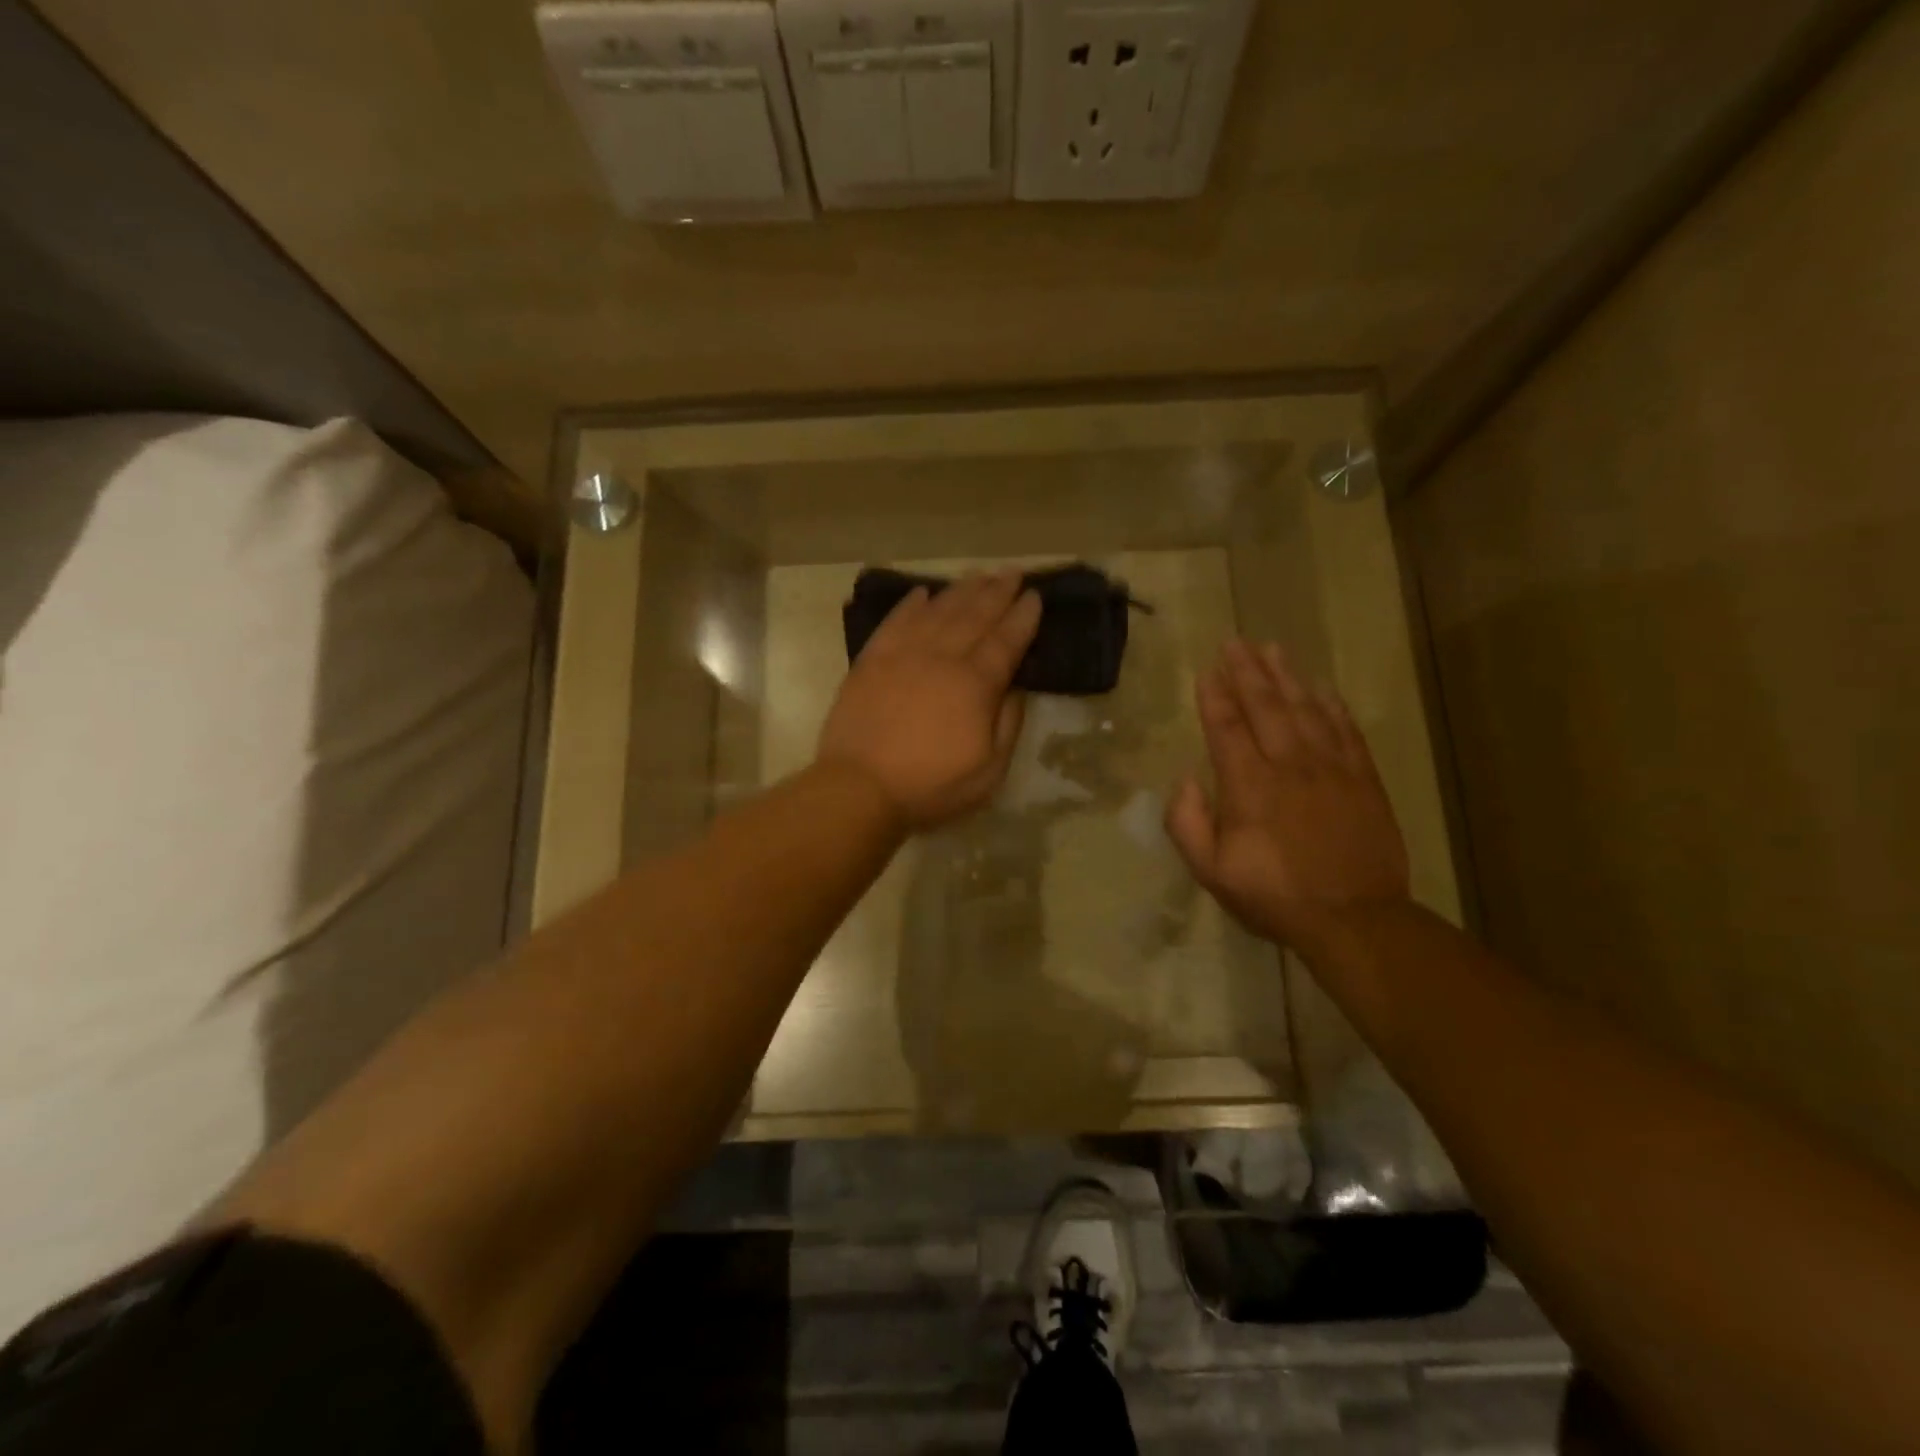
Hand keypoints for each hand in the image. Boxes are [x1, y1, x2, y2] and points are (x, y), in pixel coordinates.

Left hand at [817, 570, 1041, 829]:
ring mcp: (903, 654)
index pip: (1006, 641)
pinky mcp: (871, 660)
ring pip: (938, 611)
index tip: (1035, 596)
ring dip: (962, 590)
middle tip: (1013, 572)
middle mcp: (941, 657)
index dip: (1023, 617)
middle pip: (975, 616)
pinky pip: (895, 621)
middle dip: (998, 591)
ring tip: (979, 574)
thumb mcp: (989, 771)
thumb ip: (1008, 724)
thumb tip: (1015, 687)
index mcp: (975, 684)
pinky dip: (911, 603)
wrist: (859, 788)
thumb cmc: (930, 786)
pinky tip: (923, 592)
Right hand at [1165, 639, 1410, 951]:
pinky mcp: (1363, 779)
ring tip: (1272, 649)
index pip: (1227, 728)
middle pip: (1266, 707)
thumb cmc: (1274, 895)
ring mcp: (1331, 769)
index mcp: (1249, 786)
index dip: (1215, 696)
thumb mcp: (1212, 872)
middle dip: (1247, 672)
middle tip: (1235, 642)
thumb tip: (1186, 779)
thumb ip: (1188, 823)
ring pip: (1306, 710)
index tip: (1207, 669)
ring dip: (1287, 677)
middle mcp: (1290, 765)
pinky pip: (1346, 730)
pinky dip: (1332, 705)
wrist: (1355, 919)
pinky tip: (1322, 688)